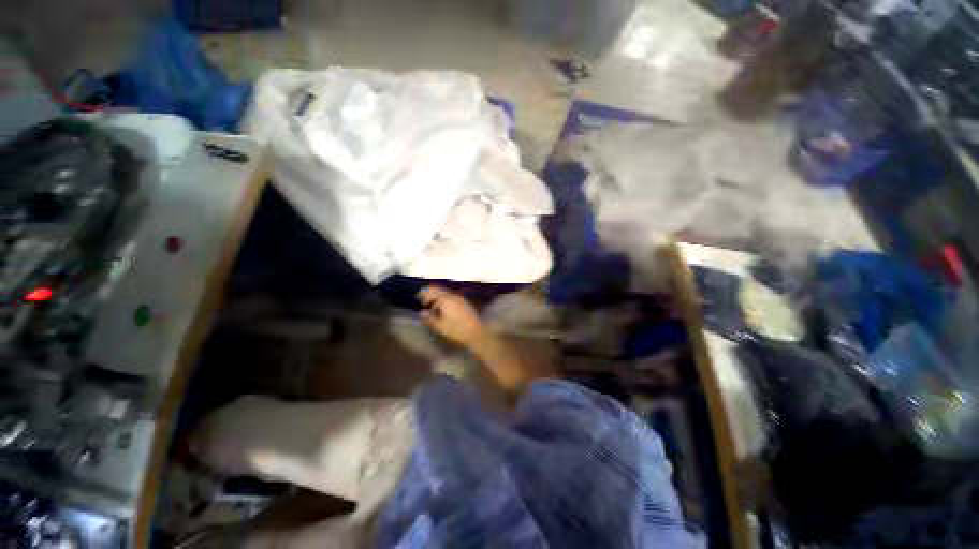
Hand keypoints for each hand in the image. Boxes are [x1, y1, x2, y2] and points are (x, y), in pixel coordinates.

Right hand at [418, 286, 485, 348]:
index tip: (419, 299)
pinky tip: (445, 311)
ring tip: (434, 309)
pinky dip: (446, 301)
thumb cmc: (456, 330)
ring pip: (447, 295)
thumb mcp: (440, 326)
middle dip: (431, 295)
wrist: (476, 333)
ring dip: (439, 299)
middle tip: (425, 302)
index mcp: (446, 299)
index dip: (424, 295)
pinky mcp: (465, 304)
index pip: (432, 292)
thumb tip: (421, 313)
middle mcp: (453, 296)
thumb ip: (429, 318)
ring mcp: (461, 299)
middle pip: (440, 291)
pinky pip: (452, 298)